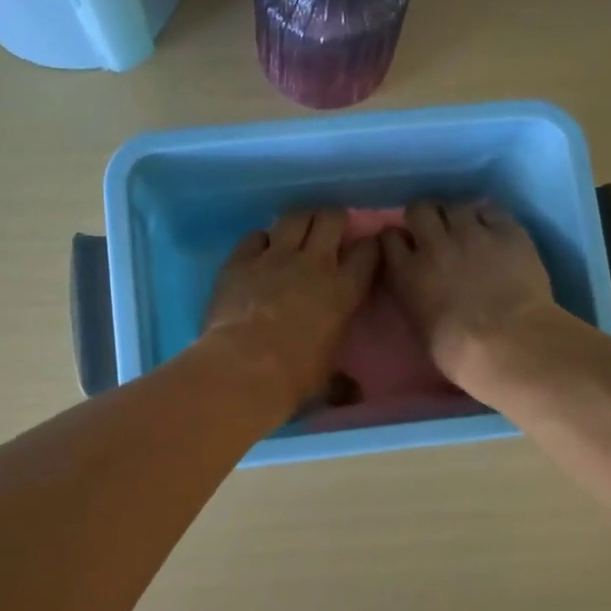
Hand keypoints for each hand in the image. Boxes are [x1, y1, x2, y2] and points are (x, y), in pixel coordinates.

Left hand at [204, 209, 379, 412]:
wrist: (243, 369)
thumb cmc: (294, 378)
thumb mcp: (327, 381)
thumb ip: (342, 380)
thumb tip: (354, 394)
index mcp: (344, 291)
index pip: (368, 252)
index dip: (369, 246)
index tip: (366, 251)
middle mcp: (314, 263)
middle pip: (331, 219)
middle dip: (333, 219)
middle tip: (330, 230)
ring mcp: (274, 257)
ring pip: (294, 217)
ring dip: (300, 220)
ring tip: (298, 230)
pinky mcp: (240, 260)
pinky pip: (255, 235)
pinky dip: (260, 240)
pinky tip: (259, 250)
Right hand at [381, 200, 560, 388]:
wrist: (509, 344)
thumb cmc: (459, 353)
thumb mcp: (420, 327)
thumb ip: (414, 297)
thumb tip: (420, 288)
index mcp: (408, 273)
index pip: (388, 238)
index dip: (396, 239)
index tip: (403, 246)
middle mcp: (434, 244)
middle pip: (419, 209)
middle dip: (424, 217)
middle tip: (434, 232)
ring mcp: (472, 233)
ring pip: (455, 205)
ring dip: (457, 216)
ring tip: (467, 231)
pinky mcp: (507, 231)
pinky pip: (492, 210)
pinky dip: (489, 218)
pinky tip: (494, 232)